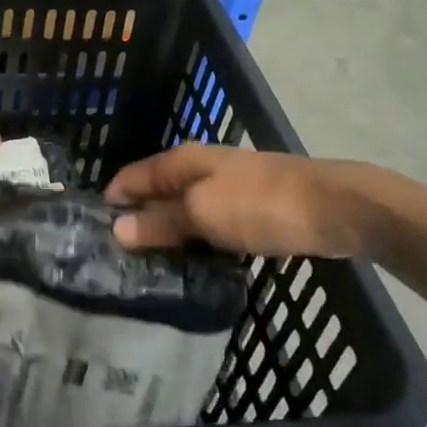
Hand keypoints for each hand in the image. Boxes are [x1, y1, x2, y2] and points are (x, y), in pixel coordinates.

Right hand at [105, 145, 384, 260]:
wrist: (333, 207)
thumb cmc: (260, 205)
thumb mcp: (203, 214)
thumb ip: (161, 221)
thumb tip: (117, 228)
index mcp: (183, 160)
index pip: (133, 176)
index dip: (113, 201)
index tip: (93, 234)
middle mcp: (200, 166)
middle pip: (157, 191)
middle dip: (137, 218)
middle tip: (118, 258)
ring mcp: (227, 185)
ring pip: (184, 208)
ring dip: (168, 231)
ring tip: (149, 266)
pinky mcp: (249, 206)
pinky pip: (209, 221)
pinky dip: (196, 238)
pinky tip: (193, 261)